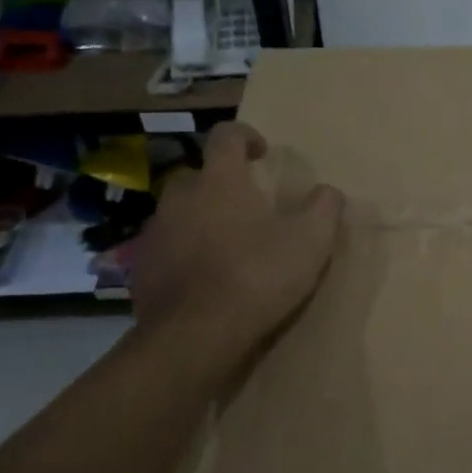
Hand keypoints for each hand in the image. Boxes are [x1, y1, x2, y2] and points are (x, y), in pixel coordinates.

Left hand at [127, 121, 343, 352]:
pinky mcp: (142, 269)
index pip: (226, 136)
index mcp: (220, 181)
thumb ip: (324, 208)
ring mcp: (156, 233)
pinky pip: (167, 249)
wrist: (195, 336)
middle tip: (247, 207)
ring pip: (179, 213)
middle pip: (199, 175)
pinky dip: (185, 254)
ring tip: (227, 246)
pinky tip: (205, 279)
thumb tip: (328, 191)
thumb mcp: (310, 241)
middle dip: (221, 184)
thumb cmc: (257, 276)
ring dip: (201, 219)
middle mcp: (181, 197)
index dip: (245, 136)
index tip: (262, 153)